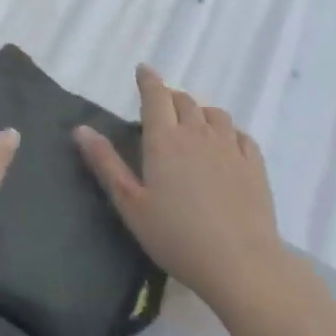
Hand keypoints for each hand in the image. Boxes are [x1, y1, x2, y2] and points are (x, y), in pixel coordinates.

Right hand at [74, 66, 287, 313]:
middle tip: (162, 109)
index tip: (143, 70)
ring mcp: (230, 147)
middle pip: (184, 101)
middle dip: (171, 98)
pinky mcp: (254, 165)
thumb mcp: (130, 204)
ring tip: (193, 125)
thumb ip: (105, 164)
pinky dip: (228, 132)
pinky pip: (241, 135)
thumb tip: (80, 129)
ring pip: (214, 114)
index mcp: (164, 139)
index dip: (149, 79)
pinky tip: (226, 145)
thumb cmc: (176, 237)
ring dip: (200, 112)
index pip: (155, 95)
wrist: (240, 265)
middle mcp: (197, 133)